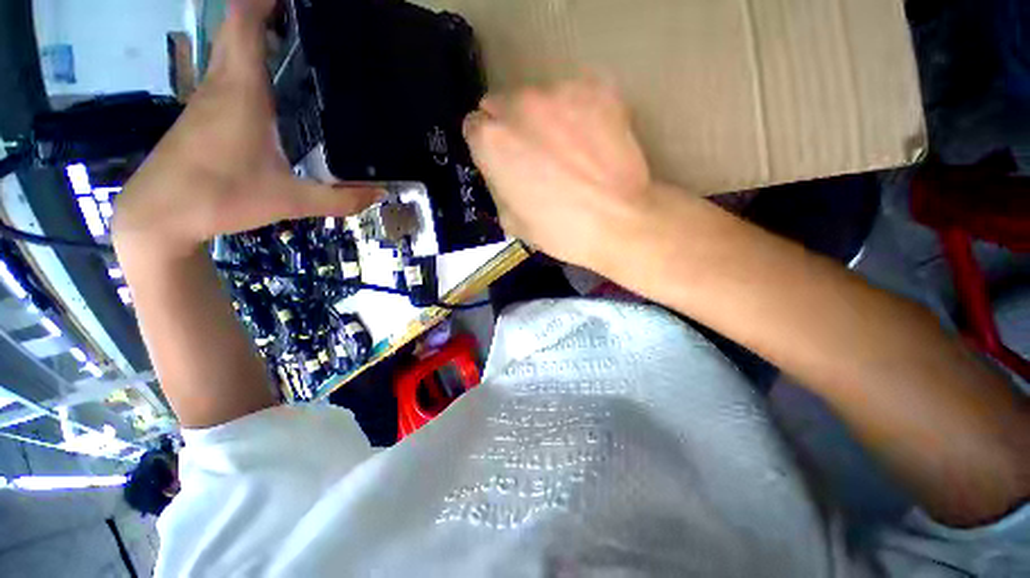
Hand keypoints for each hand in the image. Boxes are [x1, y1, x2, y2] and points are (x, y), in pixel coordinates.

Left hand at [113, 0, 379, 256]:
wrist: (158, 214)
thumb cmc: (219, 197)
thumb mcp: (289, 201)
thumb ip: (338, 199)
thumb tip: (379, 193)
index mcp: (240, 91)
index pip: (244, 22)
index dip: (263, 0)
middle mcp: (221, 84)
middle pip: (236, 28)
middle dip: (263, 10)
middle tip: (305, 15)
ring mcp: (207, 98)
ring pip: (230, 48)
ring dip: (256, 33)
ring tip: (297, 37)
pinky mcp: (203, 114)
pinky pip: (227, 72)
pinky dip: (247, 60)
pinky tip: (272, 81)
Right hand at [464, 78, 666, 272]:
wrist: (618, 221)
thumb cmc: (560, 229)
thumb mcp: (511, 220)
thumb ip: (497, 186)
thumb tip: (503, 172)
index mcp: (492, 140)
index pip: (474, 127)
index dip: (488, 147)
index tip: (503, 161)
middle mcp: (519, 105)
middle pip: (502, 104)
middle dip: (510, 127)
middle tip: (534, 156)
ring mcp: (560, 92)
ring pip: (539, 99)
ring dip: (544, 119)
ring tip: (568, 151)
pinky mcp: (597, 88)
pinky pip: (575, 96)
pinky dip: (577, 113)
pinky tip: (591, 141)